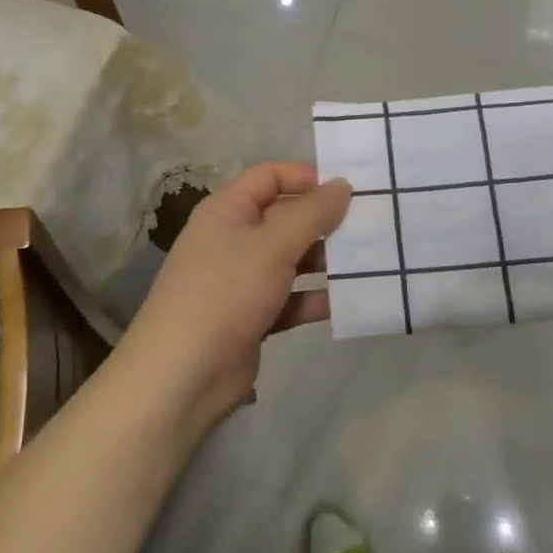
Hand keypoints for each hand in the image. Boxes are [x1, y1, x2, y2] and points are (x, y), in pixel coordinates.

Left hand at [115, 163, 350, 435]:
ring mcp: (242, 280)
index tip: (346, 190)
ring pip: (291, 260)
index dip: (305, 177)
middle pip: (284, 218)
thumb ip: (312, 213)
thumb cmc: (226, 292)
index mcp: (227, 211)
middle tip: (370, 225)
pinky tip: (349, 301)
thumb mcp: (273, 245)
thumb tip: (343, 184)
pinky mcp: (252, 317)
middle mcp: (233, 239)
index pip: (268, 177)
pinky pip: (290, 298)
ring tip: (368, 261)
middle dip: (323, 222)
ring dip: (324, 261)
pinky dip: (314, 298)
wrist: (183, 376)